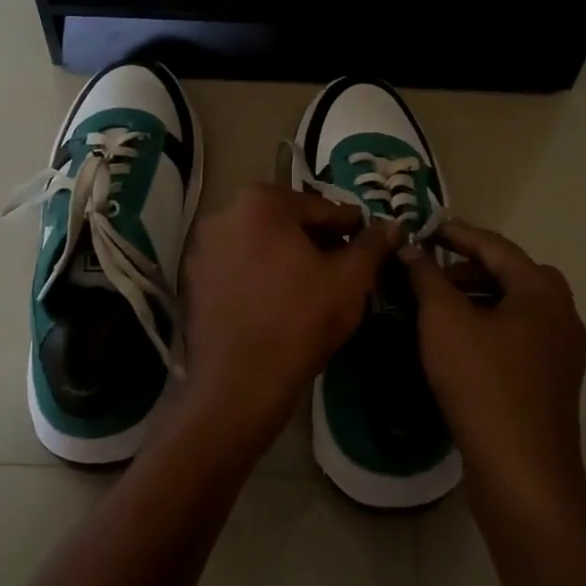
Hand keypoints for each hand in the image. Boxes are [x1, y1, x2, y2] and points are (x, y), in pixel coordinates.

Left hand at [174, 184, 401, 464]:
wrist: (239, 384)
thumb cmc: (300, 321)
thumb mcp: (350, 279)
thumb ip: (373, 245)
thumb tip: (393, 226)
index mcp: (261, 201)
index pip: (321, 207)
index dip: (350, 228)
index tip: (368, 246)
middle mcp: (224, 214)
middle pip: (287, 222)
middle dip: (317, 241)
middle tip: (345, 268)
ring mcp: (202, 248)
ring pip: (260, 245)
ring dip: (287, 258)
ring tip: (314, 287)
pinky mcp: (192, 281)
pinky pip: (238, 268)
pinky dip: (261, 276)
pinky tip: (280, 303)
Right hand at [401, 221, 585, 512]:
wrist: (521, 470)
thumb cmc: (483, 382)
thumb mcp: (445, 321)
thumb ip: (427, 276)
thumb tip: (411, 247)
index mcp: (542, 291)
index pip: (495, 246)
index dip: (456, 233)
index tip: (424, 227)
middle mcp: (561, 314)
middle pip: (510, 275)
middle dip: (467, 268)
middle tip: (429, 272)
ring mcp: (561, 351)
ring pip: (514, 308)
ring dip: (476, 298)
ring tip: (436, 307)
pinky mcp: (551, 381)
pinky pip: (517, 337)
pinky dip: (487, 327)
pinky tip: (457, 342)